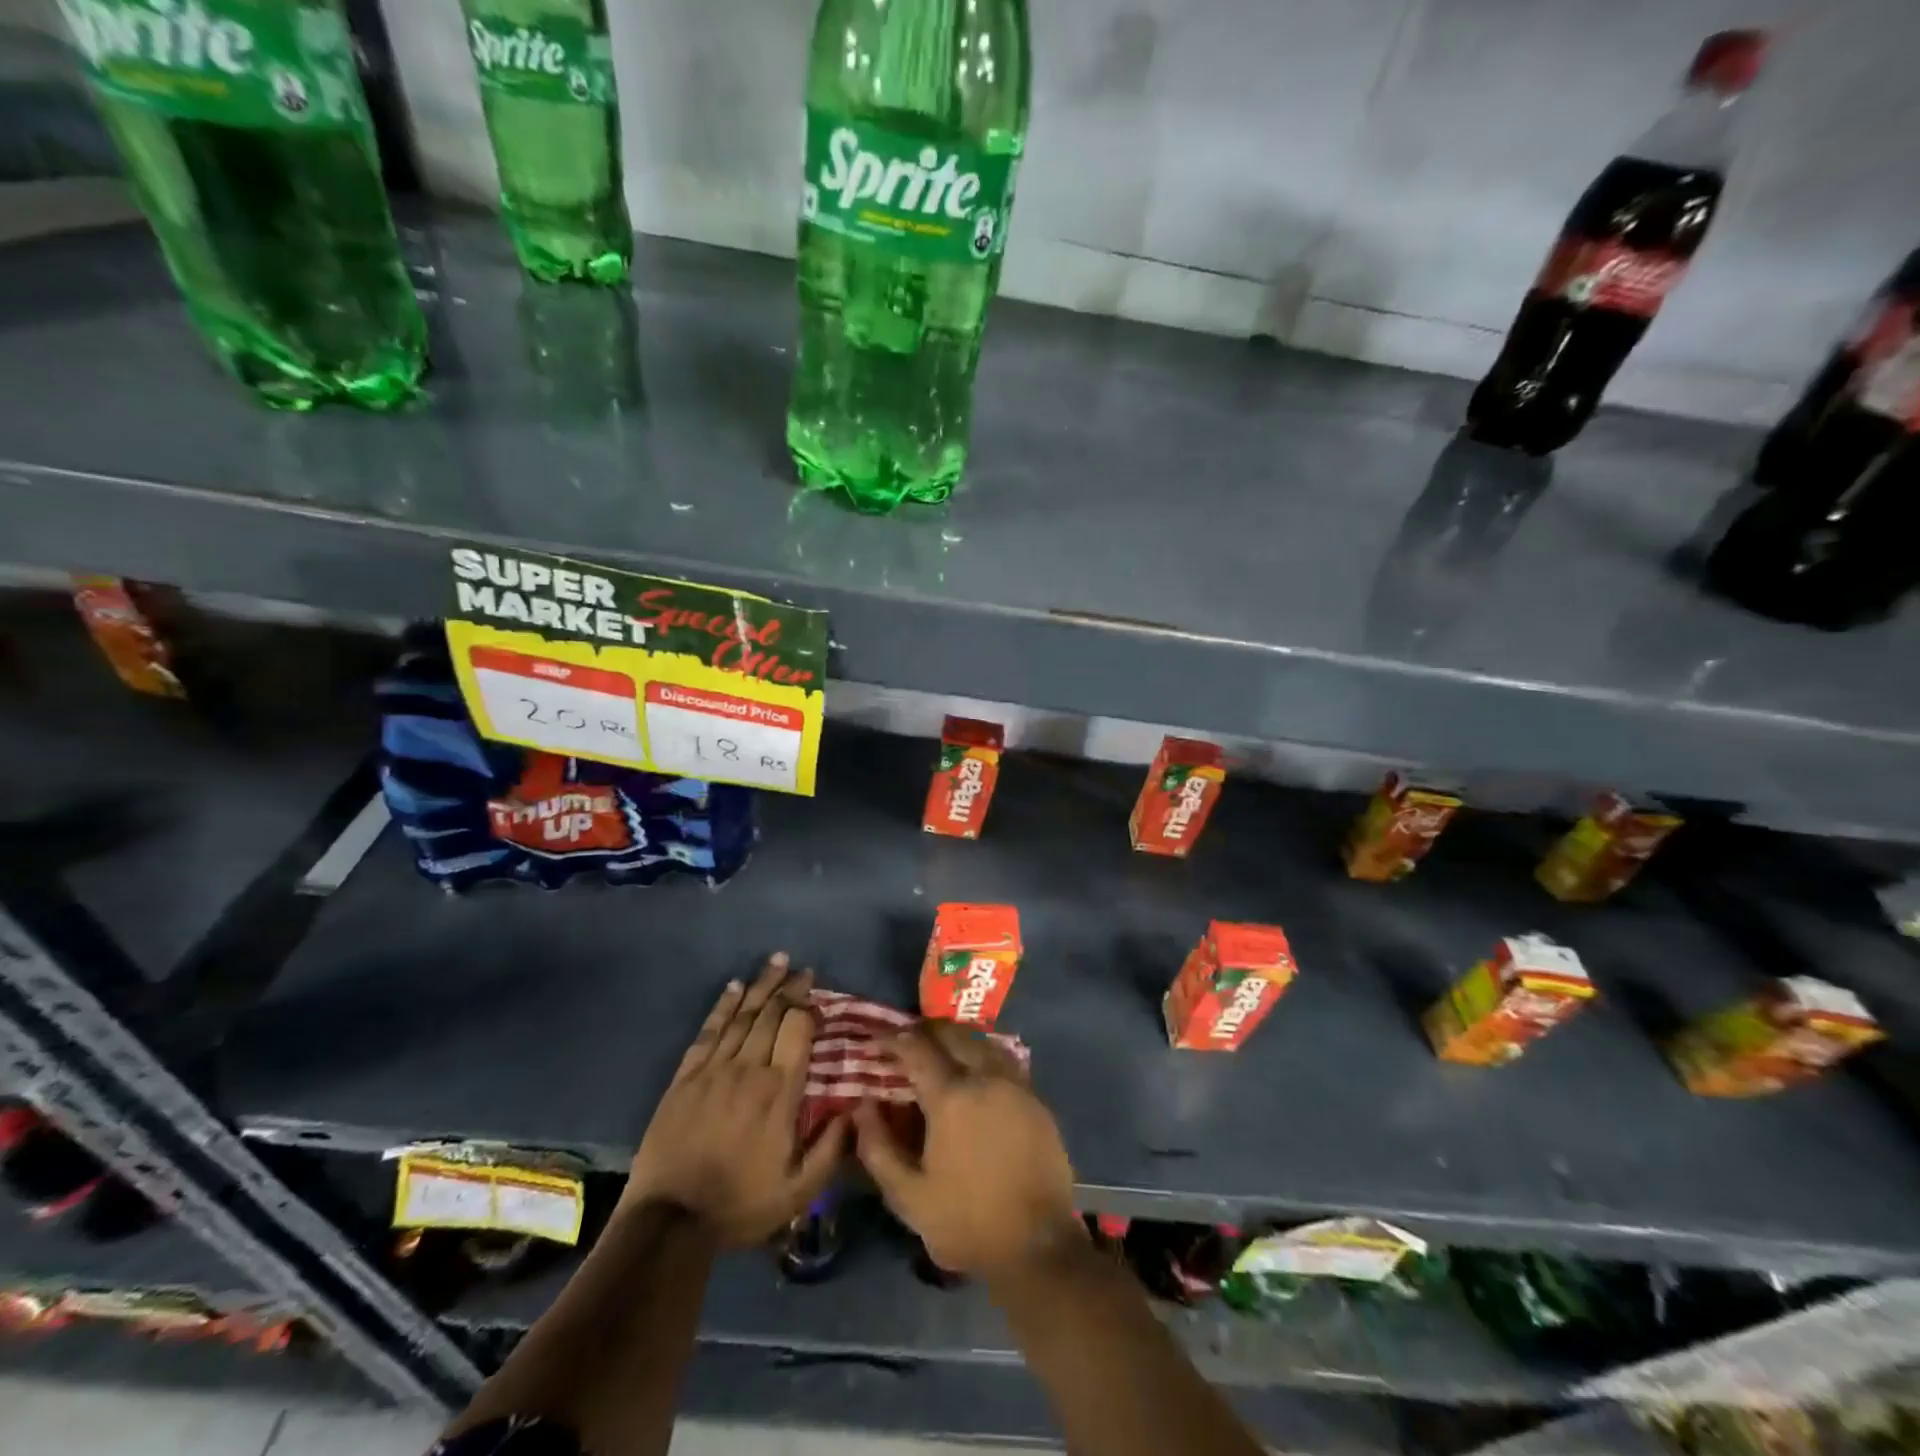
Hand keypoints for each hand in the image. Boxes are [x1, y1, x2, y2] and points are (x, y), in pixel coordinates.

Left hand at [623, 954, 844, 1243]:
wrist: (669, 1222)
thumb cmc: (739, 1205)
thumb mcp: (798, 1190)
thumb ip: (831, 1148)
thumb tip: (856, 1108)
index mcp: (779, 1091)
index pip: (798, 1030)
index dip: (809, 1006)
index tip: (818, 993)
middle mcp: (748, 1068)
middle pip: (771, 1014)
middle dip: (789, 987)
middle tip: (802, 967)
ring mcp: (713, 1070)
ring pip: (742, 1016)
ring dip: (760, 986)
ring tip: (776, 961)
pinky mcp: (685, 1077)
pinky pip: (708, 1032)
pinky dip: (722, 1007)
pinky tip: (733, 987)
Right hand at [853, 1020, 1081, 1280]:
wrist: (1036, 1245)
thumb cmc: (966, 1221)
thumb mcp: (908, 1197)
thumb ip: (878, 1148)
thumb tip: (862, 1106)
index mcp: (951, 1097)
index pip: (916, 1049)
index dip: (892, 1039)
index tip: (875, 1039)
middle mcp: (985, 1077)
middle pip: (952, 1034)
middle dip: (925, 1031)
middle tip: (906, 1040)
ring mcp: (1015, 1085)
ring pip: (982, 1041)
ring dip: (956, 1038)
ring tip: (939, 1050)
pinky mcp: (1035, 1099)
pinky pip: (1003, 1061)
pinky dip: (982, 1054)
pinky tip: (974, 1072)